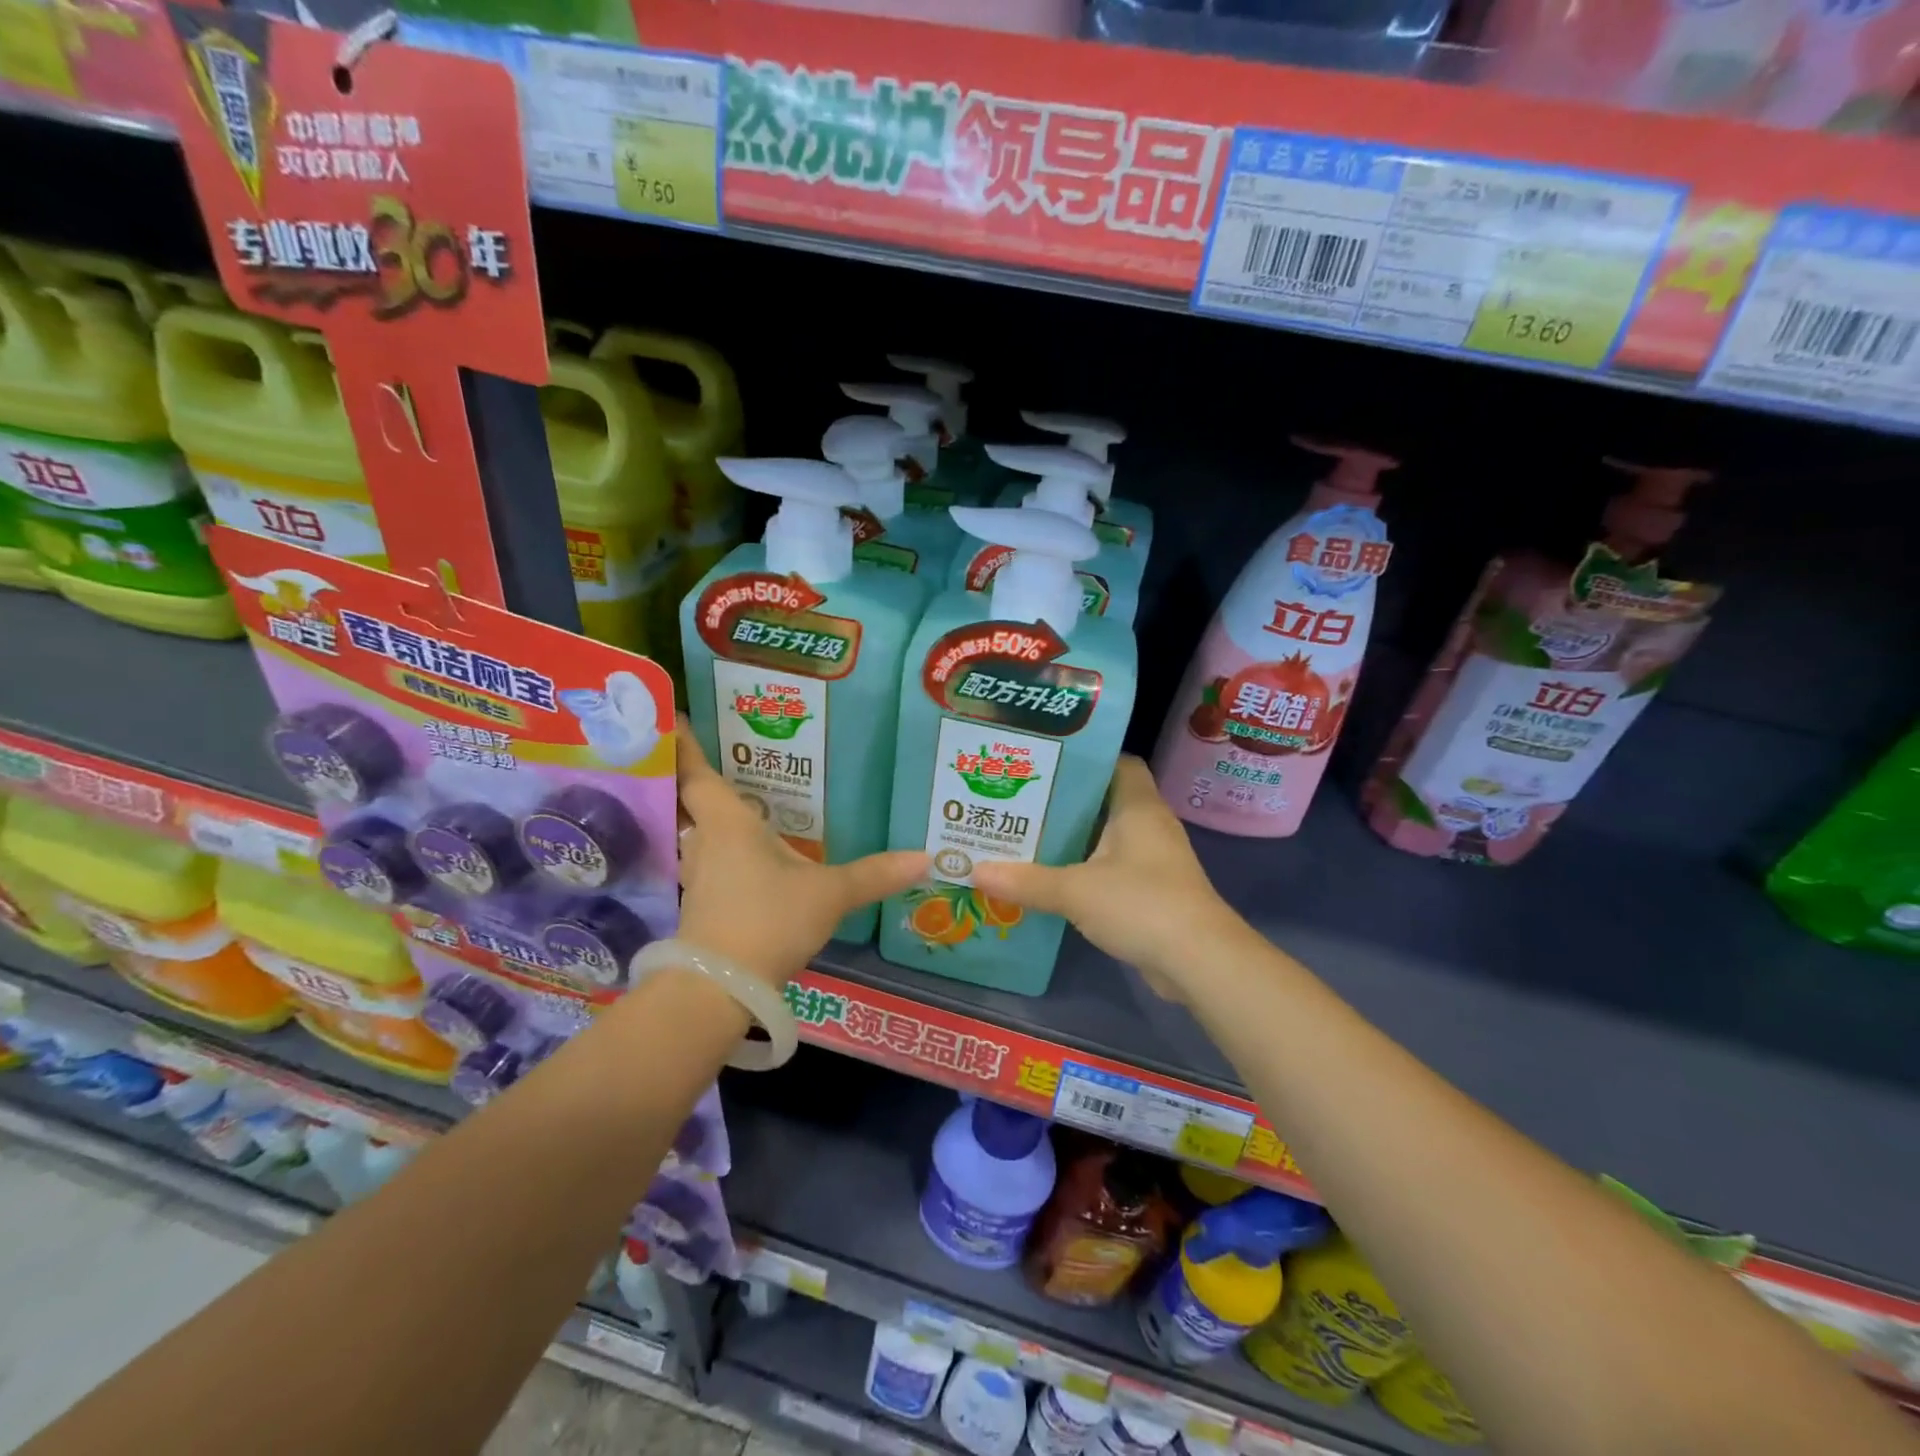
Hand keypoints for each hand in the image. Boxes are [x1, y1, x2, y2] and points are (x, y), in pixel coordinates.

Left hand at [674, 716, 927, 984]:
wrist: (720, 988)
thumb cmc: (769, 919)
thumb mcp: (829, 893)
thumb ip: (875, 874)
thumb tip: (927, 858)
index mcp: (728, 823)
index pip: (696, 773)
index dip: (682, 745)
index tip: (673, 718)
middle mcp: (704, 842)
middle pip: (690, 802)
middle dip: (695, 780)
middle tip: (716, 757)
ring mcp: (698, 877)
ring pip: (696, 836)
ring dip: (706, 819)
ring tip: (735, 804)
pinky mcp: (700, 907)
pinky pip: (707, 865)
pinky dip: (718, 853)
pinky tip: (743, 860)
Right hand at [971, 756, 1236, 997]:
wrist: (1199, 961)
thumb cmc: (1141, 904)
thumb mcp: (1075, 891)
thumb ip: (1026, 881)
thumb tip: (974, 871)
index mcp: (1138, 806)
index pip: (1118, 762)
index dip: (1085, 759)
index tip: (1045, 763)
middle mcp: (1150, 824)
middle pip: (1106, 800)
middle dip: (1065, 801)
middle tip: (1020, 799)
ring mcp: (1155, 860)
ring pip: (1107, 837)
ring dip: (1074, 838)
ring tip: (1026, 835)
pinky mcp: (1154, 891)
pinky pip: (1113, 868)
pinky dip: (1086, 869)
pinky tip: (1053, 878)